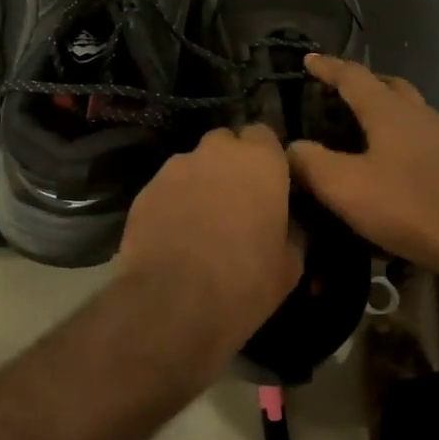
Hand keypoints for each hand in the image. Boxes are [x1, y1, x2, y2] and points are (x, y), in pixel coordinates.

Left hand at [119, 124, 302, 348]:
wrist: (173, 305)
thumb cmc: (244, 282)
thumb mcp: (290, 263)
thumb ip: (293, 228)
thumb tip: (288, 221)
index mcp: (260, 160)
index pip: (265, 134)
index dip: (266, 157)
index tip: (269, 184)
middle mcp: (216, 152)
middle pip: (226, 143)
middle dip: (231, 165)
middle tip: (236, 201)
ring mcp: (176, 167)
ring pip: (194, 164)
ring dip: (201, 183)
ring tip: (201, 221)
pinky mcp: (145, 189)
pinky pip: (167, 187)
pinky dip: (173, 202)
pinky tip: (174, 234)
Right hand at [288, 54, 438, 275]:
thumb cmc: (409, 205)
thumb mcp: (347, 187)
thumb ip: (313, 164)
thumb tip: (291, 146)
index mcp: (388, 111)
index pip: (353, 77)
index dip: (328, 67)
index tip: (308, 60)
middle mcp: (418, 114)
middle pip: (388, 85)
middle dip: (362, 82)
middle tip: (338, 90)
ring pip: (408, 109)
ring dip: (384, 107)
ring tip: (361, 124)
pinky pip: (420, 134)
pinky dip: (398, 133)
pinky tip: (391, 159)